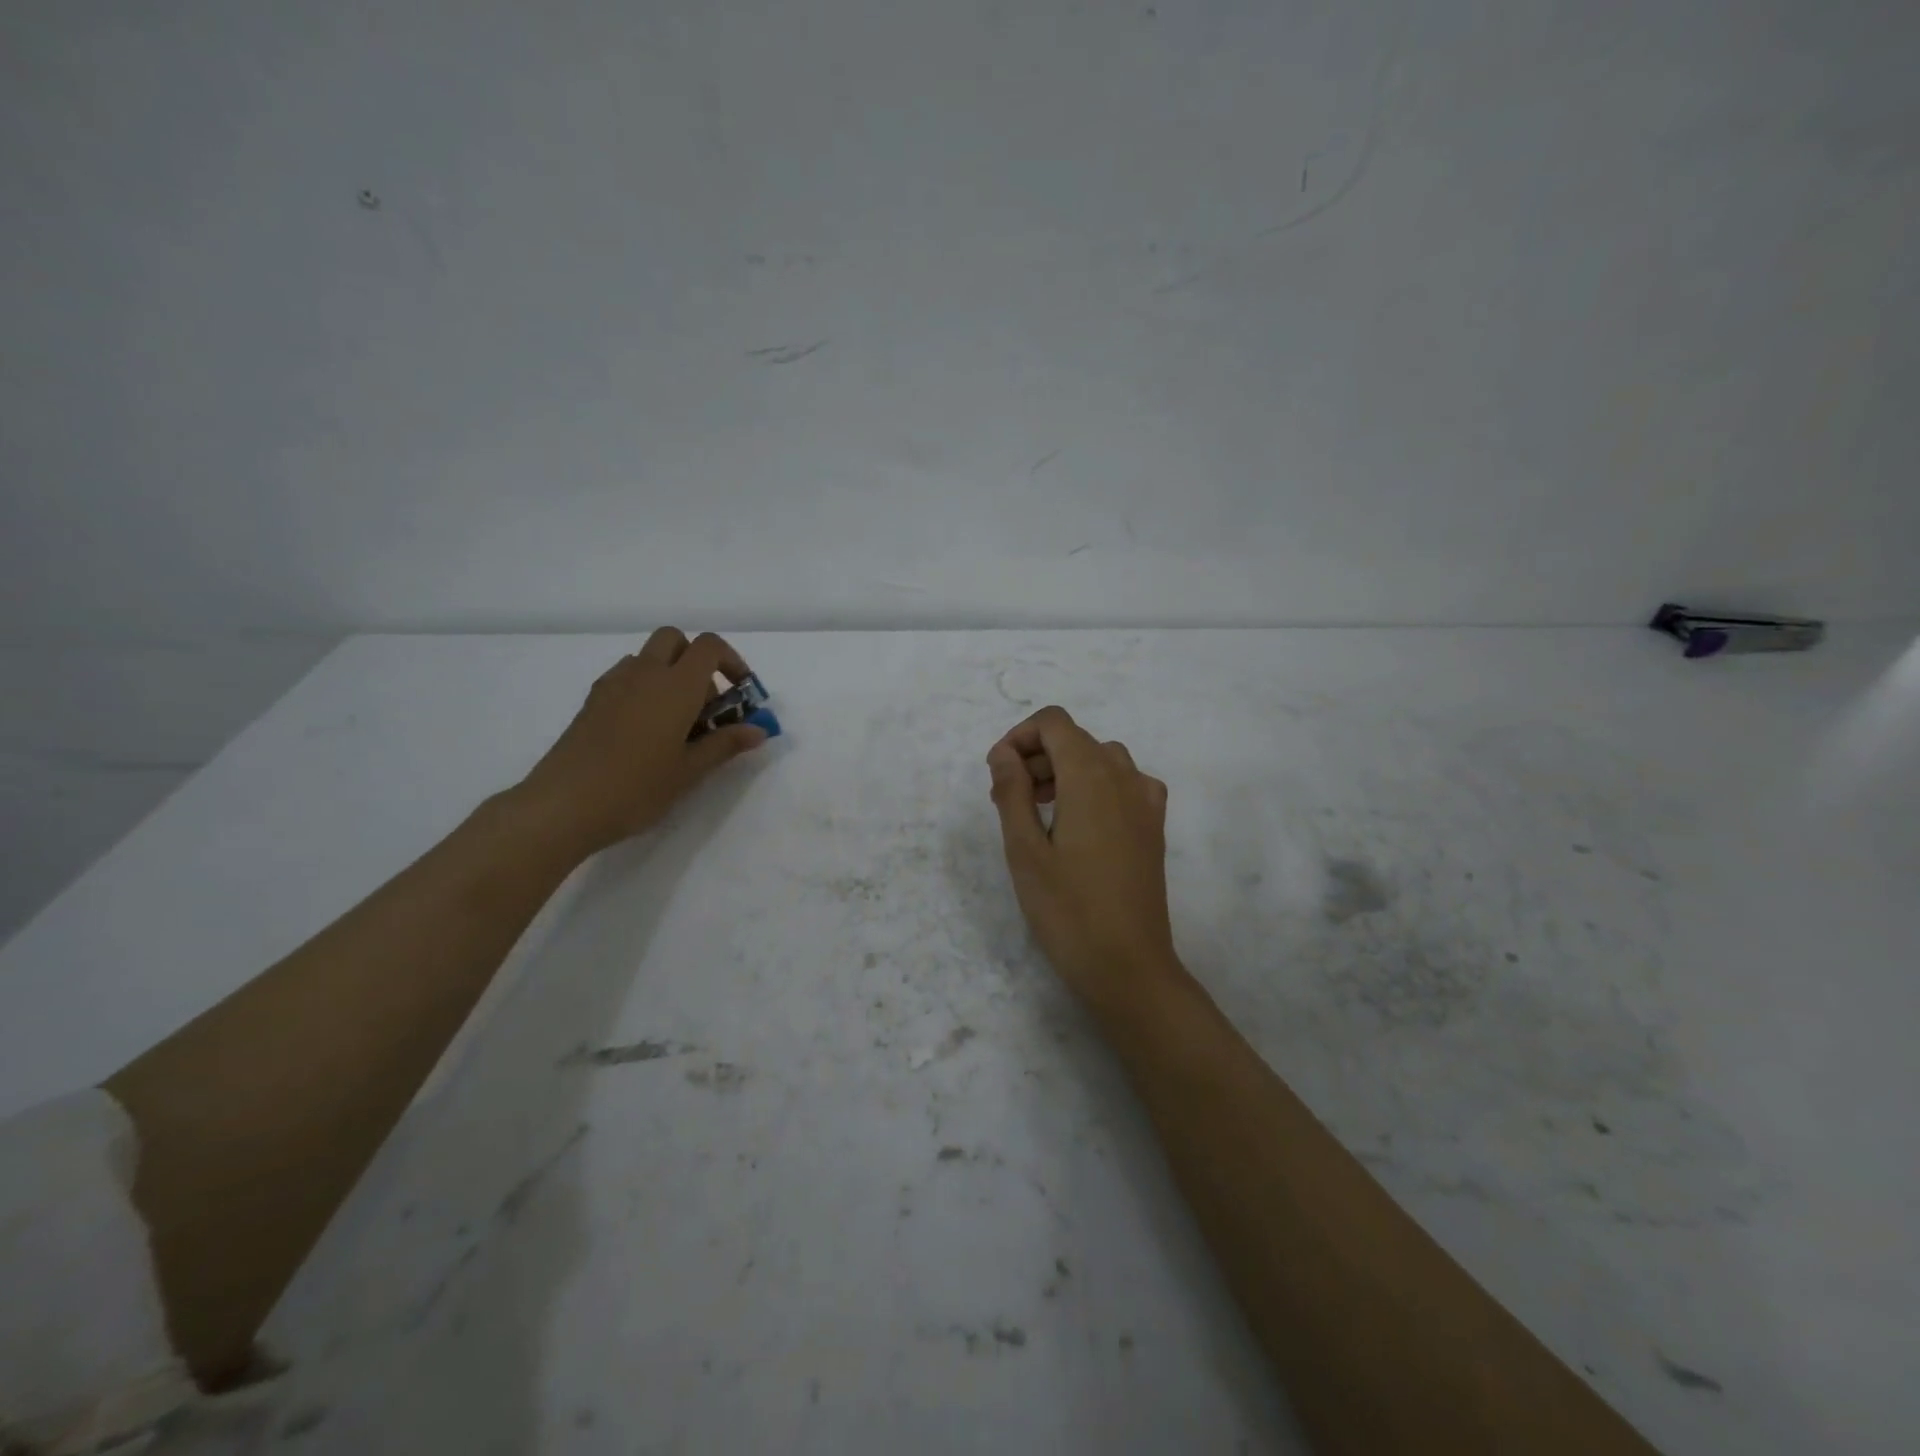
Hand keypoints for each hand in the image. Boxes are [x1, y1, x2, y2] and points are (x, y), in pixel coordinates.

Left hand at [517, 629, 768, 854]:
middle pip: (675, 639)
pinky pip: (626, 677)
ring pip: (648, 657)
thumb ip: (726, 743)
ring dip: (669, 674)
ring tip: (676, 721)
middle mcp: (645, 673)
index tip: (740, 694)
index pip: (709, 646)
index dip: (732, 662)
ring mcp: (613, 684)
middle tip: (706, 704)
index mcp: (676, 686)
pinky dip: (644, 687)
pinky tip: (644, 729)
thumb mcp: (690, 770)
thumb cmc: (637, 787)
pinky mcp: (592, 701)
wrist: (564, 805)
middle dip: (697, 660)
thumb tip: (759, 729)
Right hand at [986, 706, 1180, 1013]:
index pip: (1055, 723)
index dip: (1020, 736)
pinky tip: (1077, 825)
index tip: (998, 773)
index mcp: (1091, 776)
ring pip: (1100, 761)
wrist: (1129, 966)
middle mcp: (1125, 777)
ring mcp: (1146, 802)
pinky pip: (1122, 784)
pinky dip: (1093, 788)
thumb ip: (1012, 792)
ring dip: (1064, 771)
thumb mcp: (1024, 850)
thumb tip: (1004, 754)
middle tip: (1007, 800)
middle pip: (1076, 740)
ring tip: (1036, 813)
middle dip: (1037, 757)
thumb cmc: (1068, 909)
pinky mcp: (1154, 827)